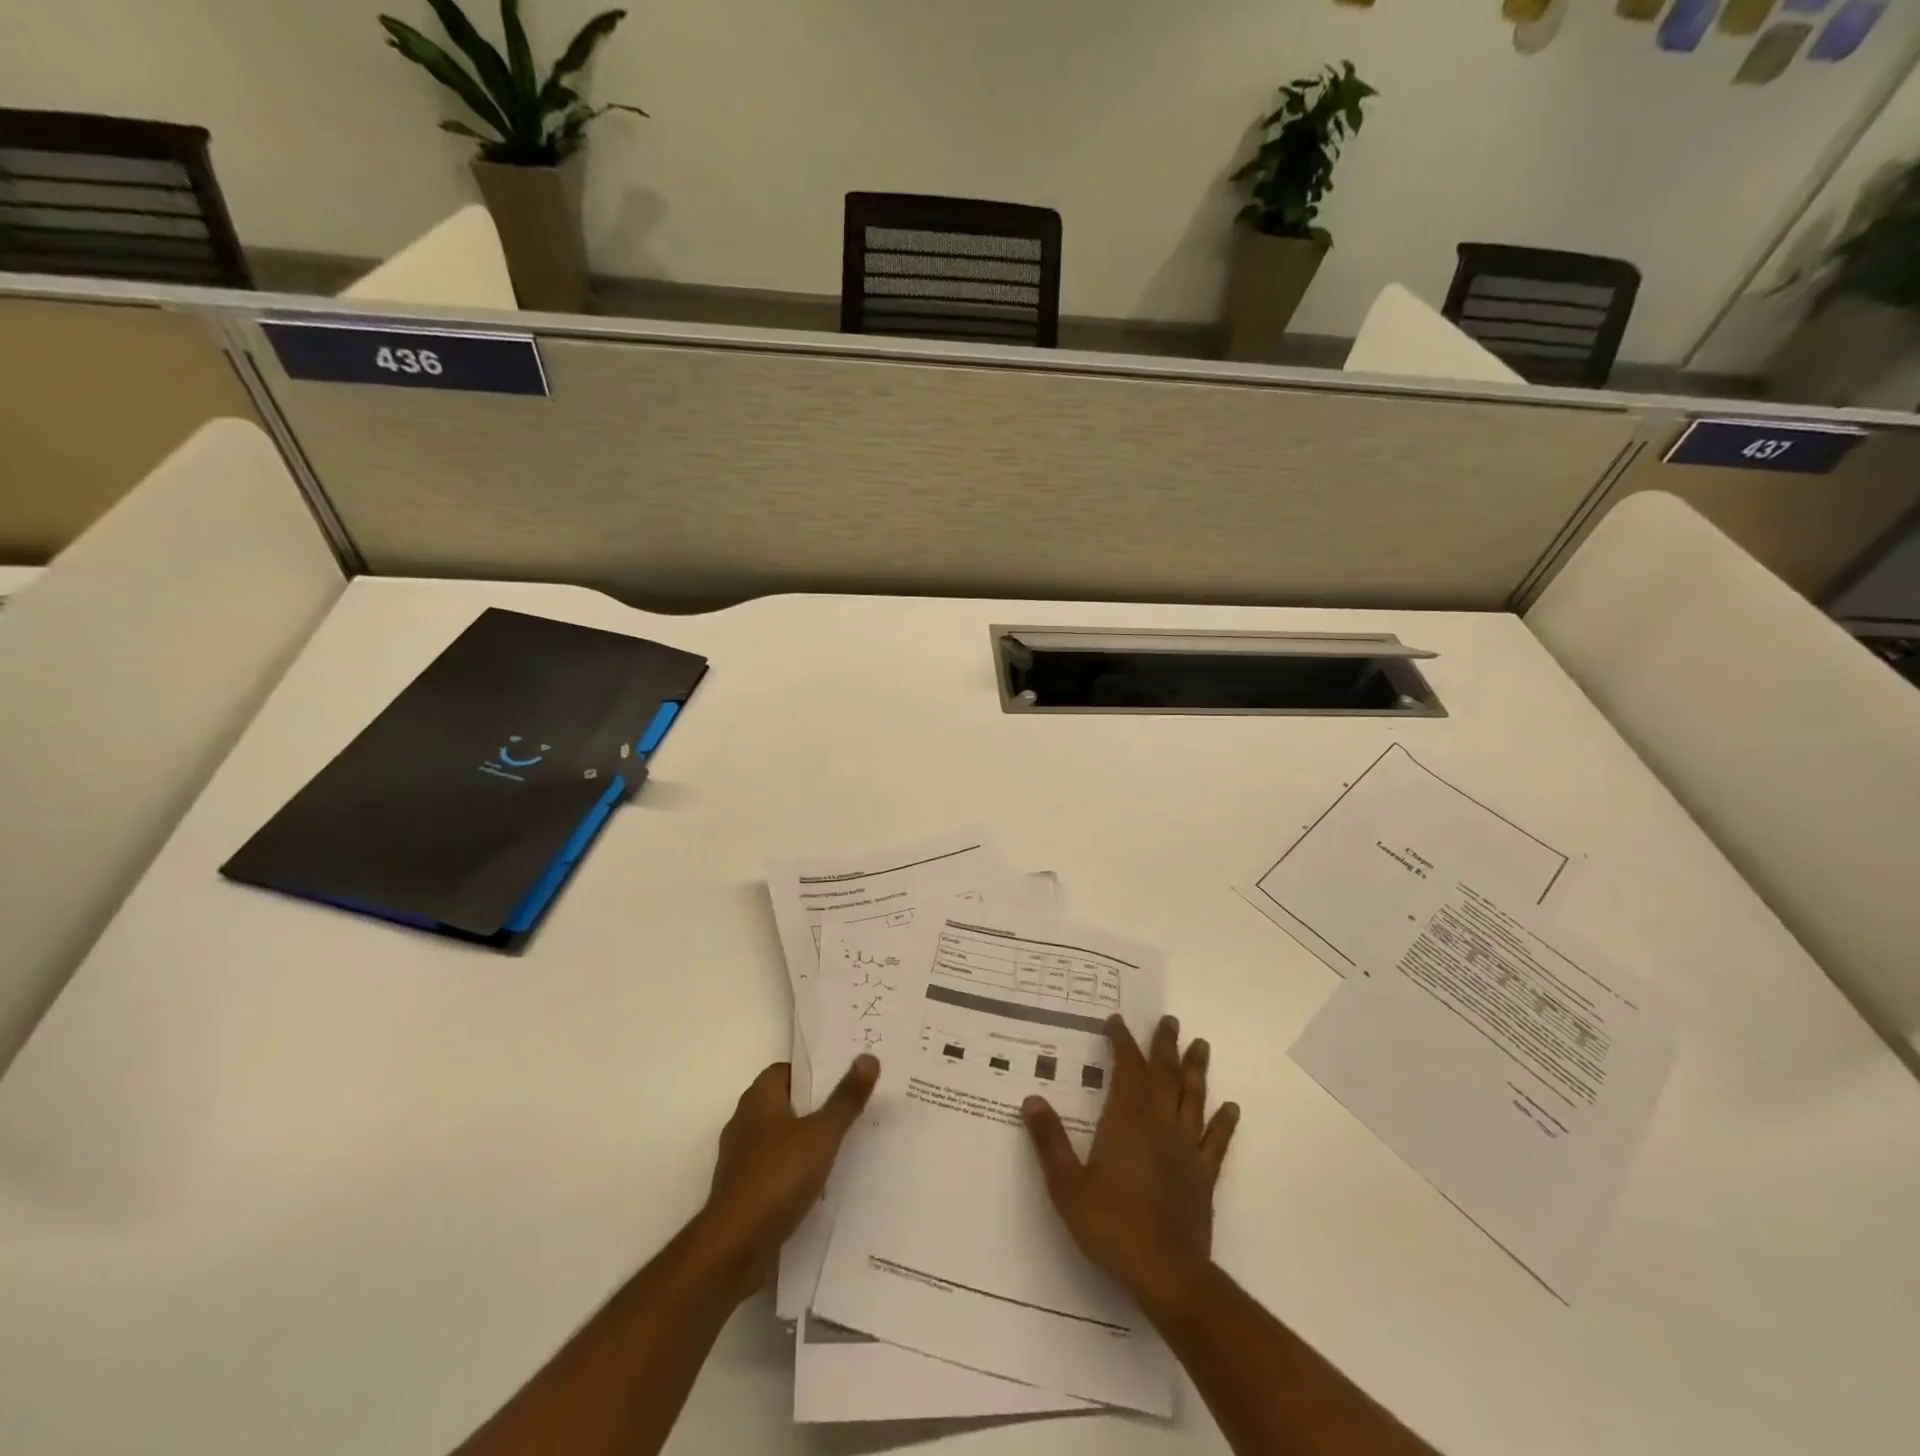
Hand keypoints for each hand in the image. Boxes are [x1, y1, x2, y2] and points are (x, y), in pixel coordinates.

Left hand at [699, 1055, 877, 1302]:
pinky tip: (820, 1185)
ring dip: (805, 1143)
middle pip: (784, 1104)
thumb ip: (845, 1099)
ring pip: (780, 1140)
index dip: (813, 1072)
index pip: (785, 1071)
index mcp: (758, 1100)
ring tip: (842, 1147)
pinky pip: (775, 1171)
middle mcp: (745, 1124)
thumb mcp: (821, 1134)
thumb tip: (868, 1057)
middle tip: (851, 1109)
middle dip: (815, 1107)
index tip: (843, 1079)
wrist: (734, 1248)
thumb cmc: (777, 1176)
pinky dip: (795, 1173)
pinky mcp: (743, 1193)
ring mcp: (741, 1161)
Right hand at [1023, 1015, 1237, 1321]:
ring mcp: (1186, 1149)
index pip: (1127, 1069)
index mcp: (1127, 1121)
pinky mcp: (1204, 1176)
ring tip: (1201, 1044)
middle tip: (1170, 1020)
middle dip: (1166, 1045)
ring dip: (1197, 1070)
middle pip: (1165, 1075)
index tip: (1117, 1021)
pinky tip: (1232, 1108)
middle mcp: (1160, 1124)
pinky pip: (1216, 1141)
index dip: (1123, 1042)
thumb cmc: (1111, 1225)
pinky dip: (1224, 1122)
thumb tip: (1032, 1098)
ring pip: (1193, 1098)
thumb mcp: (1067, 1185)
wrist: (1167, 1273)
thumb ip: (1049, 1140)